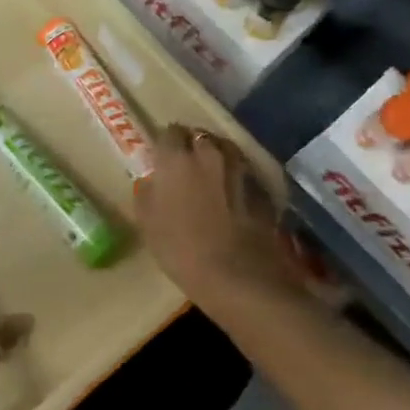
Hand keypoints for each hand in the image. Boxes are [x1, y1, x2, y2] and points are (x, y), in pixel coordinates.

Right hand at [134, 126, 297, 311]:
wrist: (239, 276)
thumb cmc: (182, 250)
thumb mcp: (148, 224)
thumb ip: (147, 194)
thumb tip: (151, 181)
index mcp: (177, 159)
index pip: (169, 132)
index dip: (165, 144)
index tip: (162, 159)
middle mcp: (209, 153)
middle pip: (199, 135)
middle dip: (192, 145)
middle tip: (186, 167)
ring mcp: (240, 167)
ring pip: (225, 148)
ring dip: (217, 156)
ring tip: (211, 177)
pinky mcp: (262, 186)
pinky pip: (244, 171)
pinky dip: (236, 177)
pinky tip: (233, 197)